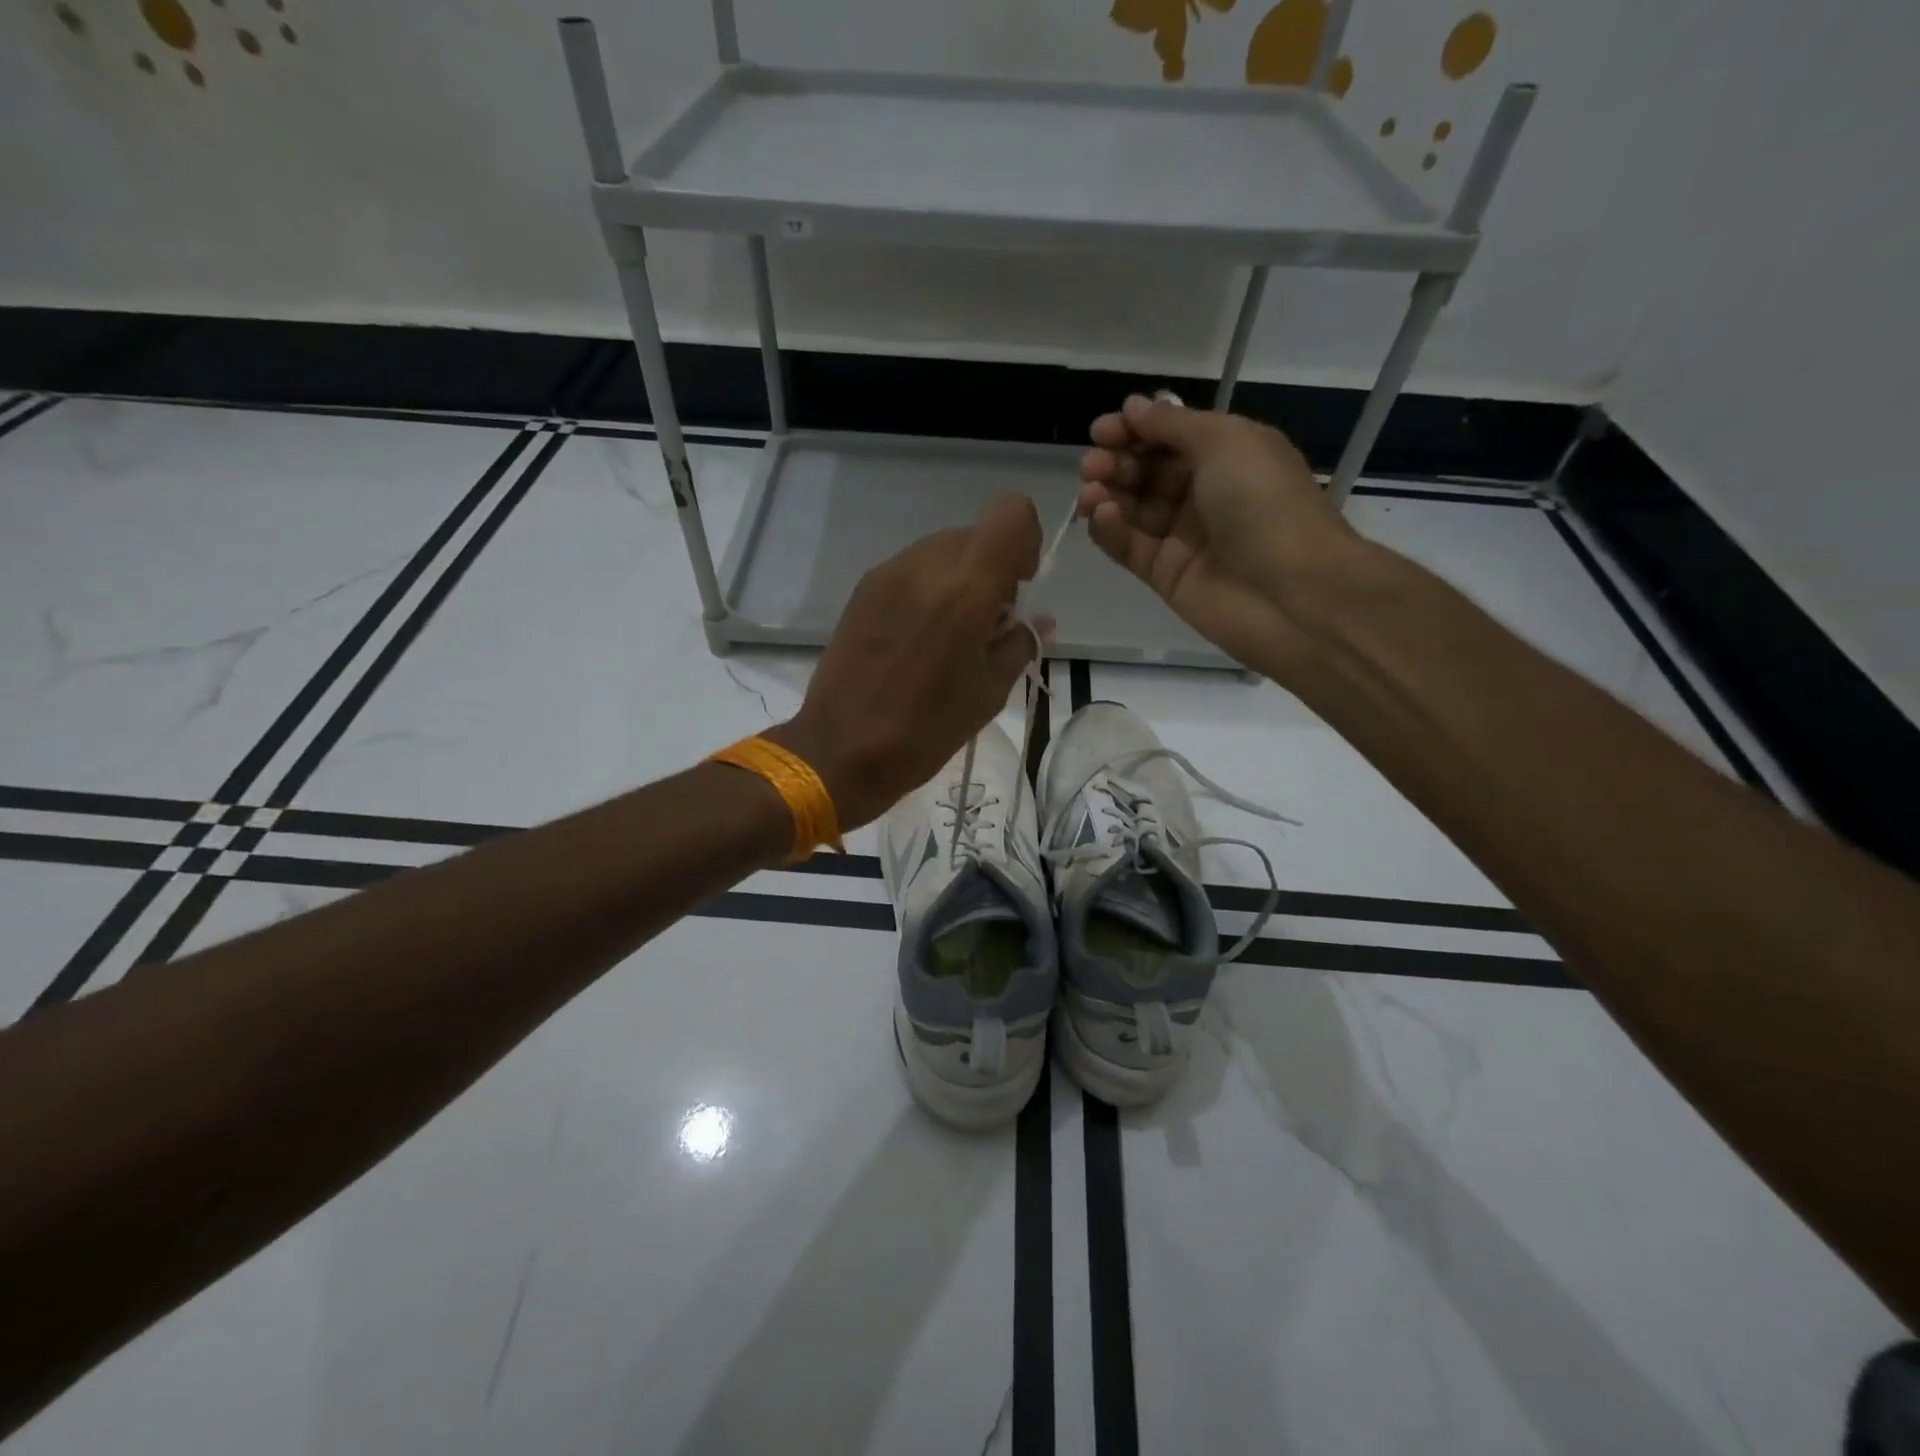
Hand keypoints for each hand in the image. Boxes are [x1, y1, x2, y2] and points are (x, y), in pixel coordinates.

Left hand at [769, 495, 1044, 829]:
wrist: (841, 751)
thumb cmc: (926, 730)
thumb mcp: (990, 692)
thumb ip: (1020, 642)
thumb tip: (1035, 619)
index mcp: (966, 588)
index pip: (1011, 513)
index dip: (1025, 541)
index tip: (1019, 586)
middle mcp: (925, 565)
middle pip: (975, 534)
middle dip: (992, 568)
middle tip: (987, 624)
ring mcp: (888, 574)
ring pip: (942, 550)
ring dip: (959, 579)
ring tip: (950, 636)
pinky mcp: (862, 590)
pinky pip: (911, 570)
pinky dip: (929, 589)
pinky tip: (918, 638)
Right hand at [1078, 394, 1367, 675]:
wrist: (1291, 593)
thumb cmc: (1264, 502)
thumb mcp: (1224, 441)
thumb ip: (1173, 424)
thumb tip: (1133, 407)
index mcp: (1228, 455)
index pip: (1170, 436)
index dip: (1135, 430)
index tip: (1102, 431)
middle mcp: (1204, 493)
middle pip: (1147, 472)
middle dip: (1116, 462)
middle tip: (1092, 465)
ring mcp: (1183, 537)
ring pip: (1132, 510)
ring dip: (1107, 494)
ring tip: (1089, 492)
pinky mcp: (1165, 576)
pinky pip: (1129, 547)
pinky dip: (1110, 530)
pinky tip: (1101, 515)